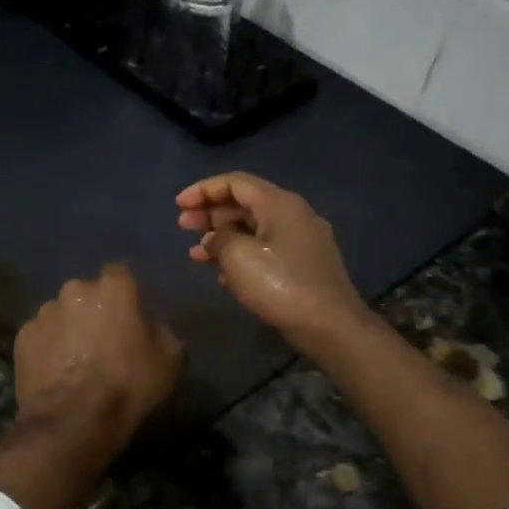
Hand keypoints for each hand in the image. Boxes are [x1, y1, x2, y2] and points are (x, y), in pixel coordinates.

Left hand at [13, 263, 182, 443]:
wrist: (73, 421)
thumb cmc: (127, 385)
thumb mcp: (169, 360)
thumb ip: (161, 330)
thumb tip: (149, 324)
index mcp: (112, 289)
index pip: (120, 274)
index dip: (125, 294)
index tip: (129, 315)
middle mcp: (74, 290)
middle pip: (87, 293)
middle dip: (94, 310)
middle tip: (102, 341)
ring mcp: (44, 312)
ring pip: (61, 313)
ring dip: (69, 328)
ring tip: (75, 360)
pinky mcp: (22, 336)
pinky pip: (41, 335)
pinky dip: (48, 347)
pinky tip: (56, 371)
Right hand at [177, 172, 368, 353]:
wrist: (330, 326)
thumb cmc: (280, 284)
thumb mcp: (238, 256)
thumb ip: (220, 238)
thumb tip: (217, 238)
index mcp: (279, 203)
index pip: (235, 182)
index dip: (203, 190)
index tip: (178, 204)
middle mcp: (293, 215)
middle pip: (244, 203)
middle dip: (210, 213)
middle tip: (182, 226)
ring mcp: (301, 240)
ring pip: (253, 229)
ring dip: (221, 237)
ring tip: (195, 253)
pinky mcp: (302, 265)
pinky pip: (264, 249)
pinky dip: (240, 254)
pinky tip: (221, 272)